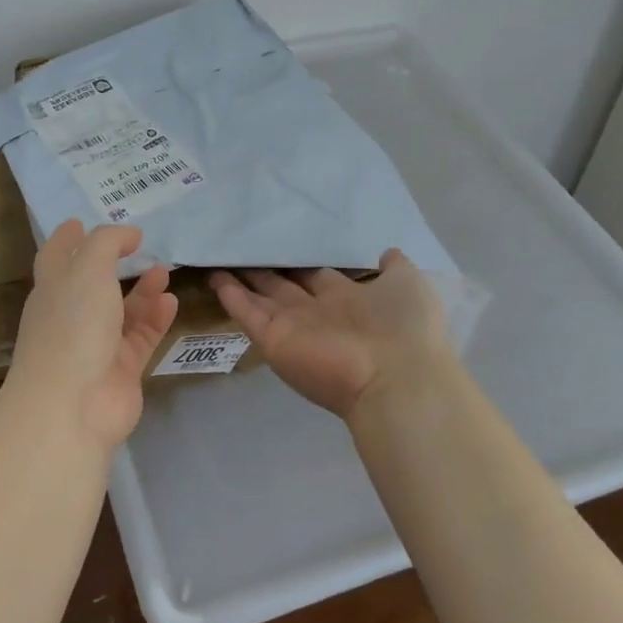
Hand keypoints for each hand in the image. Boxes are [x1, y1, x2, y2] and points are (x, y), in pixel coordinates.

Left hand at [6, 221, 178, 447]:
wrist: (72, 406)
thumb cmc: (72, 326)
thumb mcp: (87, 269)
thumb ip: (108, 243)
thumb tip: (128, 234)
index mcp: (52, 289)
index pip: (55, 256)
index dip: (66, 238)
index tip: (78, 222)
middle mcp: (71, 316)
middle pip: (91, 283)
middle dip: (111, 264)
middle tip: (137, 246)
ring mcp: (96, 345)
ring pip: (122, 311)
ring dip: (143, 290)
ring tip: (165, 272)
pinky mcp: (121, 370)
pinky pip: (141, 337)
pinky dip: (156, 319)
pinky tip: (171, 302)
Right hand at [211, 250, 453, 419]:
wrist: (396, 378)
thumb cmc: (405, 327)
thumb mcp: (408, 284)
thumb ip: (393, 267)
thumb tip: (384, 252)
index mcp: (350, 300)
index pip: (318, 276)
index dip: (301, 263)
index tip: (285, 244)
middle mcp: (319, 313)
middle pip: (286, 287)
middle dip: (268, 270)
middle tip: (245, 247)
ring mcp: (294, 327)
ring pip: (262, 298)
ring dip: (243, 280)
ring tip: (221, 258)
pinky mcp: (273, 340)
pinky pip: (247, 313)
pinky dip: (230, 295)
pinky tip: (214, 275)